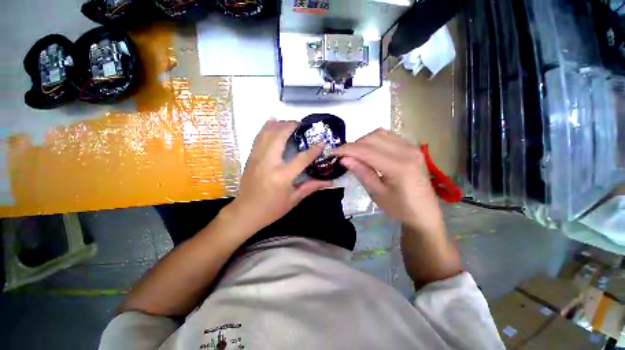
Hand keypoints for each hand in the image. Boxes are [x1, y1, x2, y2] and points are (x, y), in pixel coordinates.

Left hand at [229, 120, 329, 230]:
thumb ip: (311, 187)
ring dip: (278, 124)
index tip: (322, 142)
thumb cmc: (272, 209)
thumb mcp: (293, 199)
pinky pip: (258, 138)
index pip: (301, 158)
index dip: (313, 149)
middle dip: (290, 126)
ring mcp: (256, 158)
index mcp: (281, 176)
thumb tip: (328, 182)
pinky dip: (265, 128)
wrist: (246, 212)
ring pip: (266, 133)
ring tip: (288, 122)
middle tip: (301, 124)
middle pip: (279, 137)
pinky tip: (272, 123)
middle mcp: (268, 163)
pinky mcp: (250, 158)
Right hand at [332, 128, 444, 235]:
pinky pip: (389, 136)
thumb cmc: (399, 208)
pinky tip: (369, 150)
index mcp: (398, 166)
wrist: (424, 213)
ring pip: (380, 134)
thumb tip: (344, 158)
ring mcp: (411, 147)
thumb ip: (361, 172)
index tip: (331, 153)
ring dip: (363, 141)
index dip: (346, 149)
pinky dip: (374, 140)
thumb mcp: (377, 193)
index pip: (366, 150)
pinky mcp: (412, 148)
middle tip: (342, 155)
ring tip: (354, 153)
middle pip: (372, 138)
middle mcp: (407, 151)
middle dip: (353, 145)